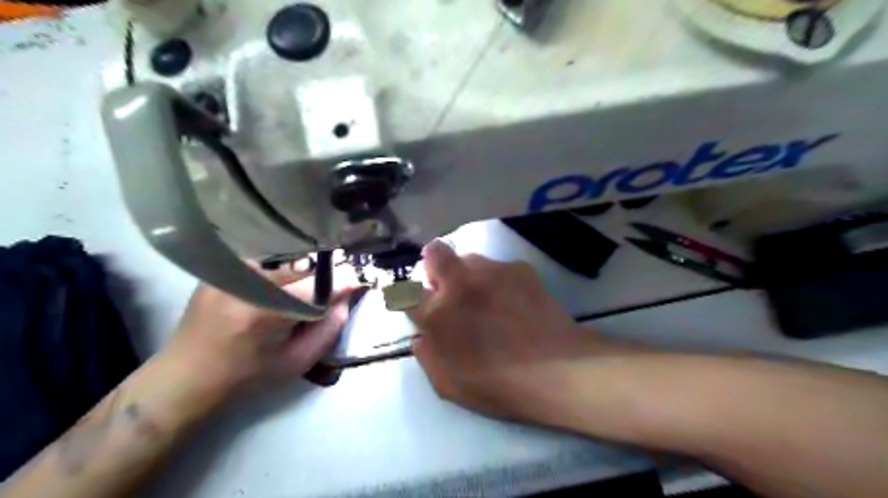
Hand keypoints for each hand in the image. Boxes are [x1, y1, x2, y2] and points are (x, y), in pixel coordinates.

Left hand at [166, 259, 360, 394]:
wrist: (186, 377)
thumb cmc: (247, 377)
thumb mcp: (298, 361)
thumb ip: (329, 327)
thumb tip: (347, 296)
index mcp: (264, 311)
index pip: (318, 283)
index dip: (343, 281)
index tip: (358, 283)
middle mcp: (245, 281)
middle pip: (303, 267)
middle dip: (323, 279)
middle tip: (329, 295)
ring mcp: (229, 271)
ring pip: (286, 261)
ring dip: (302, 275)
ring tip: (301, 295)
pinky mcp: (222, 268)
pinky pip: (267, 261)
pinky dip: (281, 272)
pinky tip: (278, 289)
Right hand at [409, 238, 630, 423]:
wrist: (559, 370)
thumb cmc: (500, 385)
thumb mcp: (450, 386)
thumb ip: (428, 357)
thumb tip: (421, 337)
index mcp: (438, 314)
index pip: (406, 291)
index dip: (409, 297)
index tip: (419, 304)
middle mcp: (460, 283)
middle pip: (435, 253)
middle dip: (434, 266)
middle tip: (448, 290)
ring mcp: (492, 271)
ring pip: (468, 258)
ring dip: (467, 274)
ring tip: (487, 298)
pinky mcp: (519, 268)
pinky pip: (498, 267)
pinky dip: (497, 279)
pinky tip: (514, 301)